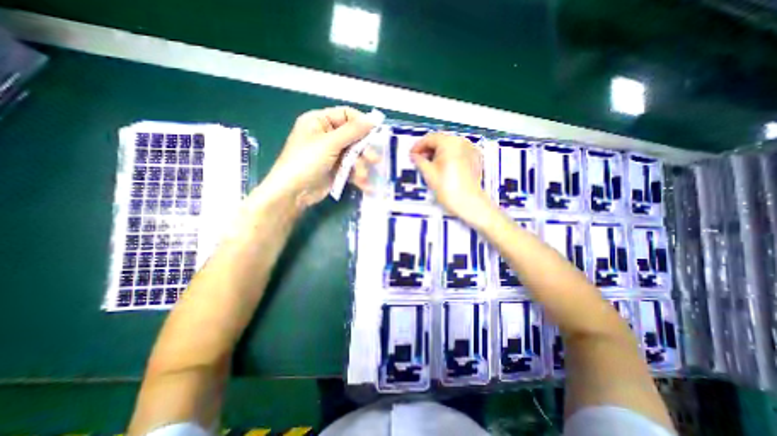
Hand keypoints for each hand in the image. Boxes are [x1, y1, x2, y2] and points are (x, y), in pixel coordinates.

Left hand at [261, 106, 380, 207]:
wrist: (293, 192)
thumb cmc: (307, 161)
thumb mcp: (330, 143)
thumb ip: (353, 131)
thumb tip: (374, 119)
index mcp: (319, 121)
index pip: (345, 114)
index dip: (361, 122)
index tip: (376, 132)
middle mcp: (326, 135)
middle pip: (352, 136)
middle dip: (364, 148)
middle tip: (374, 159)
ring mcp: (331, 153)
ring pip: (354, 154)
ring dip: (361, 165)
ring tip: (363, 176)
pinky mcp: (335, 169)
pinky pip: (351, 167)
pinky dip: (357, 175)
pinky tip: (364, 184)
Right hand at [413, 134, 489, 224]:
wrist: (469, 203)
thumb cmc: (450, 189)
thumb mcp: (429, 173)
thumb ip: (419, 161)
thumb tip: (415, 156)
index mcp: (450, 143)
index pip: (430, 138)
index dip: (418, 146)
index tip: (413, 154)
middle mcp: (462, 142)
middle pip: (440, 140)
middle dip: (428, 148)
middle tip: (419, 159)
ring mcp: (470, 149)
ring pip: (449, 145)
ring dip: (438, 152)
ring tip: (430, 164)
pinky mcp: (475, 158)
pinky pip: (458, 151)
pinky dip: (449, 155)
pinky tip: (443, 166)